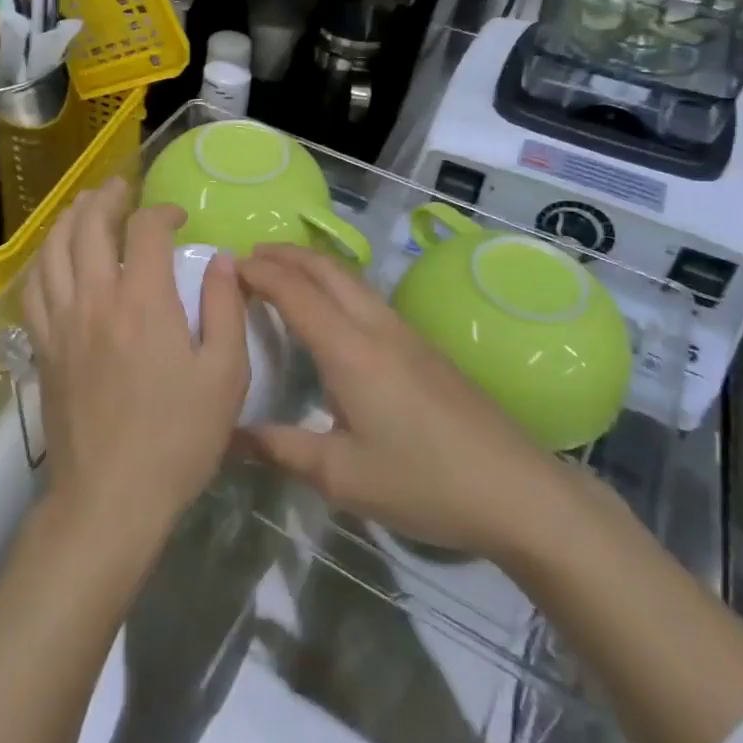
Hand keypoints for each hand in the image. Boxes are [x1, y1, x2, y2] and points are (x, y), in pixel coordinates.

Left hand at [21, 179, 249, 548]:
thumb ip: (227, 309)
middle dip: (106, 198)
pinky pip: (34, 287)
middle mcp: (95, 298)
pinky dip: (44, 259)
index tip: (179, 218)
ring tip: (83, 206)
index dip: (162, 212)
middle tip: (121, 188)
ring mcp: (61, 321)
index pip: (145, 230)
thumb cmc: (177, 439)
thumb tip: (222, 260)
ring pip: (53, 249)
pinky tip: (54, 257)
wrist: (110, 498)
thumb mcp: (226, 376)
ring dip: (69, 218)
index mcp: (143, 301)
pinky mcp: (43, 346)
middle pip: (88, 226)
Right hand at [238, 244, 588, 564]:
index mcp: (349, 349)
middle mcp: (375, 326)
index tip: (226, 266)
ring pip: (349, 278)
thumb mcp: (343, 476)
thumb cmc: (423, 481)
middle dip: (284, 254)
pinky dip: (334, 284)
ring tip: (281, 275)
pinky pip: (366, 295)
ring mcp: (404, 332)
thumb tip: (229, 433)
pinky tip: (330, 312)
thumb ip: (282, 449)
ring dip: (311, 266)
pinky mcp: (422, 345)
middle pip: (325, 269)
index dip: (258, 273)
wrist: (517, 489)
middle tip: (248, 258)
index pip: (294, 291)